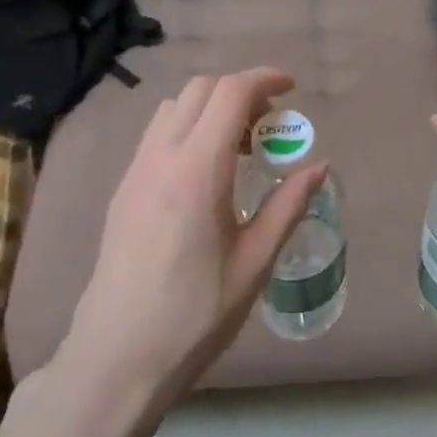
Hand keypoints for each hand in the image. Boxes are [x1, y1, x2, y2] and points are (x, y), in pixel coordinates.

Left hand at [63, 68, 325, 410]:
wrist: (117, 356)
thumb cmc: (195, 314)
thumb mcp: (255, 262)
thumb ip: (288, 206)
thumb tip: (318, 167)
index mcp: (197, 171)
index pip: (230, 94)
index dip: (264, 80)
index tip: (292, 89)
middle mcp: (161, 158)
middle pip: (199, 90)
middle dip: (240, 91)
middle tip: (272, 123)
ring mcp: (135, 172)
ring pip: (173, 108)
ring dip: (211, 108)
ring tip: (242, 146)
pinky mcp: (123, 190)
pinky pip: (158, 135)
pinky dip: (189, 128)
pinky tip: (208, 172)